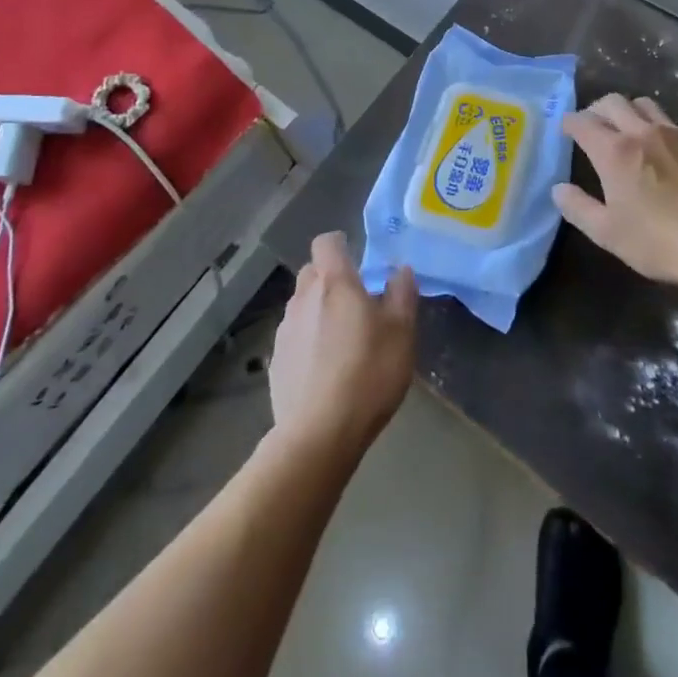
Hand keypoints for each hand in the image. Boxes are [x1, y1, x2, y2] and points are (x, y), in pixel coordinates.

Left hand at [268, 232, 417, 456]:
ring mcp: (285, 330)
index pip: (326, 242)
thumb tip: (400, 271)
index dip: (340, 245)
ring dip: (319, 311)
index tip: (358, 260)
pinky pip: (295, 337)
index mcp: (334, 282)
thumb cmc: (368, 374)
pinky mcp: (275, 361)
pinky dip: (308, 341)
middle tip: (357, 302)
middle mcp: (303, 298)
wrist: (318, 434)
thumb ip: (402, 294)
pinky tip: (325, 369)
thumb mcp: (401, 332)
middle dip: (331, 279)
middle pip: (312, 272)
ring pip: (302, 305)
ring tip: (343, 340)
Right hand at [555, 94, 677, 287]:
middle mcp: (642, 132)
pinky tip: (666, 152)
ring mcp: (676, 133)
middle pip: (613, 102)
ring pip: (645, 105)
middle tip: (594, 127)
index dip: (569, 123)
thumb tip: (559, 189)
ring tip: (628, 131)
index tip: (566, 130)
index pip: (582, 122)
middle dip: (597, 109)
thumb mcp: (607, 233)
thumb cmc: (658, 241)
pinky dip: (661, 130)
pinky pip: (675, 124)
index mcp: (614, 151)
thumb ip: (578, 208)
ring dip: (629, 112)